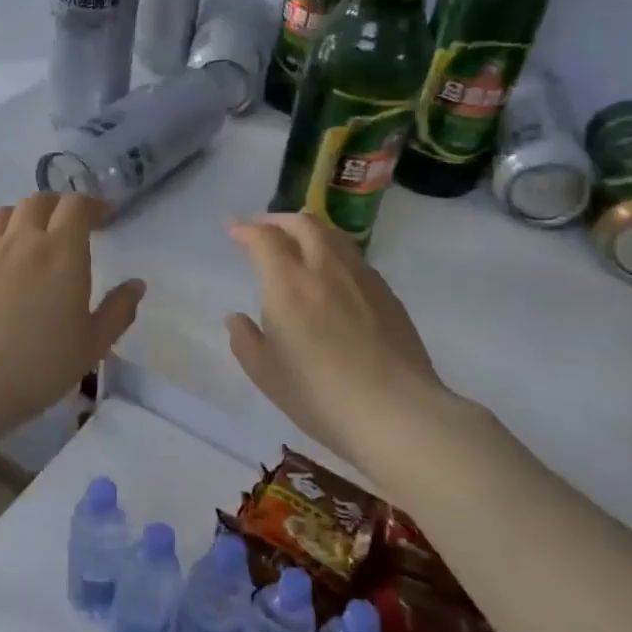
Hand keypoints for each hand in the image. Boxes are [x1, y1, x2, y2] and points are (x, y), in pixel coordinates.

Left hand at [0, 194, 143, 507]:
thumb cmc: (36, 367)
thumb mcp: (91, 346)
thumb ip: (117, 312)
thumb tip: (136, 285)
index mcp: (62, 251)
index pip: (76, 206)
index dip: (92, 205)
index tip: (104, 215)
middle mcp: (22, 239)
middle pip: (38, 201)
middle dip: (57, 205)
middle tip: (68, 223)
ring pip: (2, 213)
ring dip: (21, 215)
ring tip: (28, 234)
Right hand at [226, 213, 473, 475]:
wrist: (396, 412)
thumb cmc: (319, 394)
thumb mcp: (266, 374)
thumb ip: (245, 340)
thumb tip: (236, 318)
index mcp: (289, 283)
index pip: (265, 239)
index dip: (246, 229)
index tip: (234, 229)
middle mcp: (326, 268)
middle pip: (304, 223)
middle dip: (279, 220)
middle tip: (264, 229)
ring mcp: (363, 278)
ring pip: (334, 236)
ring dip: (309, 231)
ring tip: (298, 243)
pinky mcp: (387, 295)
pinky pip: (355, 258)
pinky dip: (334, 253)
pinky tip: (332, 276)